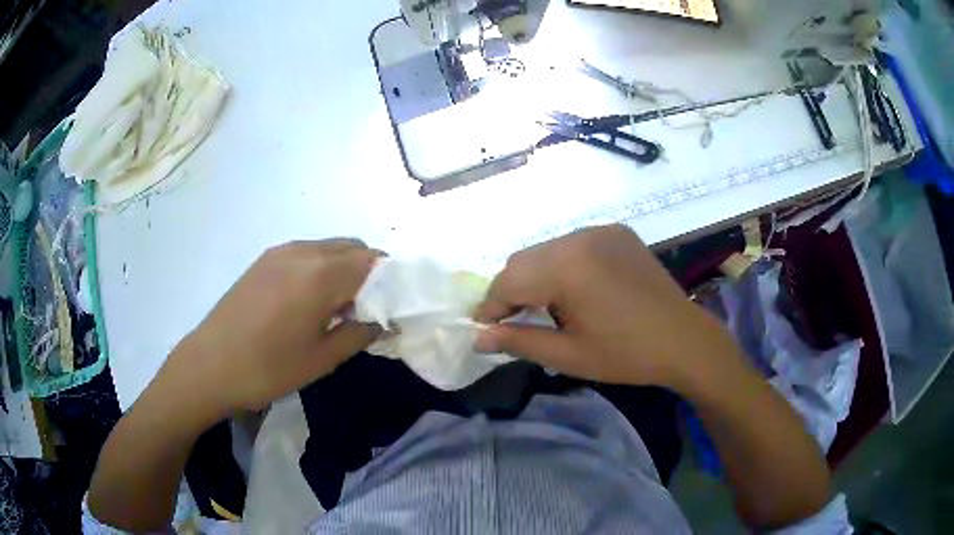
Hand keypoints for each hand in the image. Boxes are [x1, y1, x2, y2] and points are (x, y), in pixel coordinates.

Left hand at [161, 239, 379, 416]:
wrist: (209, 365)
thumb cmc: (268, 368)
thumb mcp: (322, 359)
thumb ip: (360, 333)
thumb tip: (384, 321)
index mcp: (321, 274)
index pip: (373, 262)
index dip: (391, 281)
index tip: (395, 306)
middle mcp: (303, 251)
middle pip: (352, 247)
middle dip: (370, 272)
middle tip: (370, 308)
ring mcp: (280, 252)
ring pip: (329, 248)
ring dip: (345, 268)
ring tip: (340, 306)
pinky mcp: (264, 260)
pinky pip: (306, 253)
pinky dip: (321, 267)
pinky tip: (310, 299)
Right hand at [475, 225, 741, 389]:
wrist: (685, 340)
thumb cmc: (626, 354)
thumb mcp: (568, 355)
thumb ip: (519, 341)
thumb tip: (478, 338)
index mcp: (567, 266)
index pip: (509, 280)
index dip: (491, 305)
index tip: (484, 327)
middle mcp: (580, 237)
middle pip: (524, 260)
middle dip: (511, 290)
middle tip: (512, 321)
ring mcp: (600, 230)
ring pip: (547, 250)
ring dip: (536, 276)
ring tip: (544, 307)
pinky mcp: (617, 233)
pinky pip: (574, 245)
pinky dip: (562, 265)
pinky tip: (575, 289)